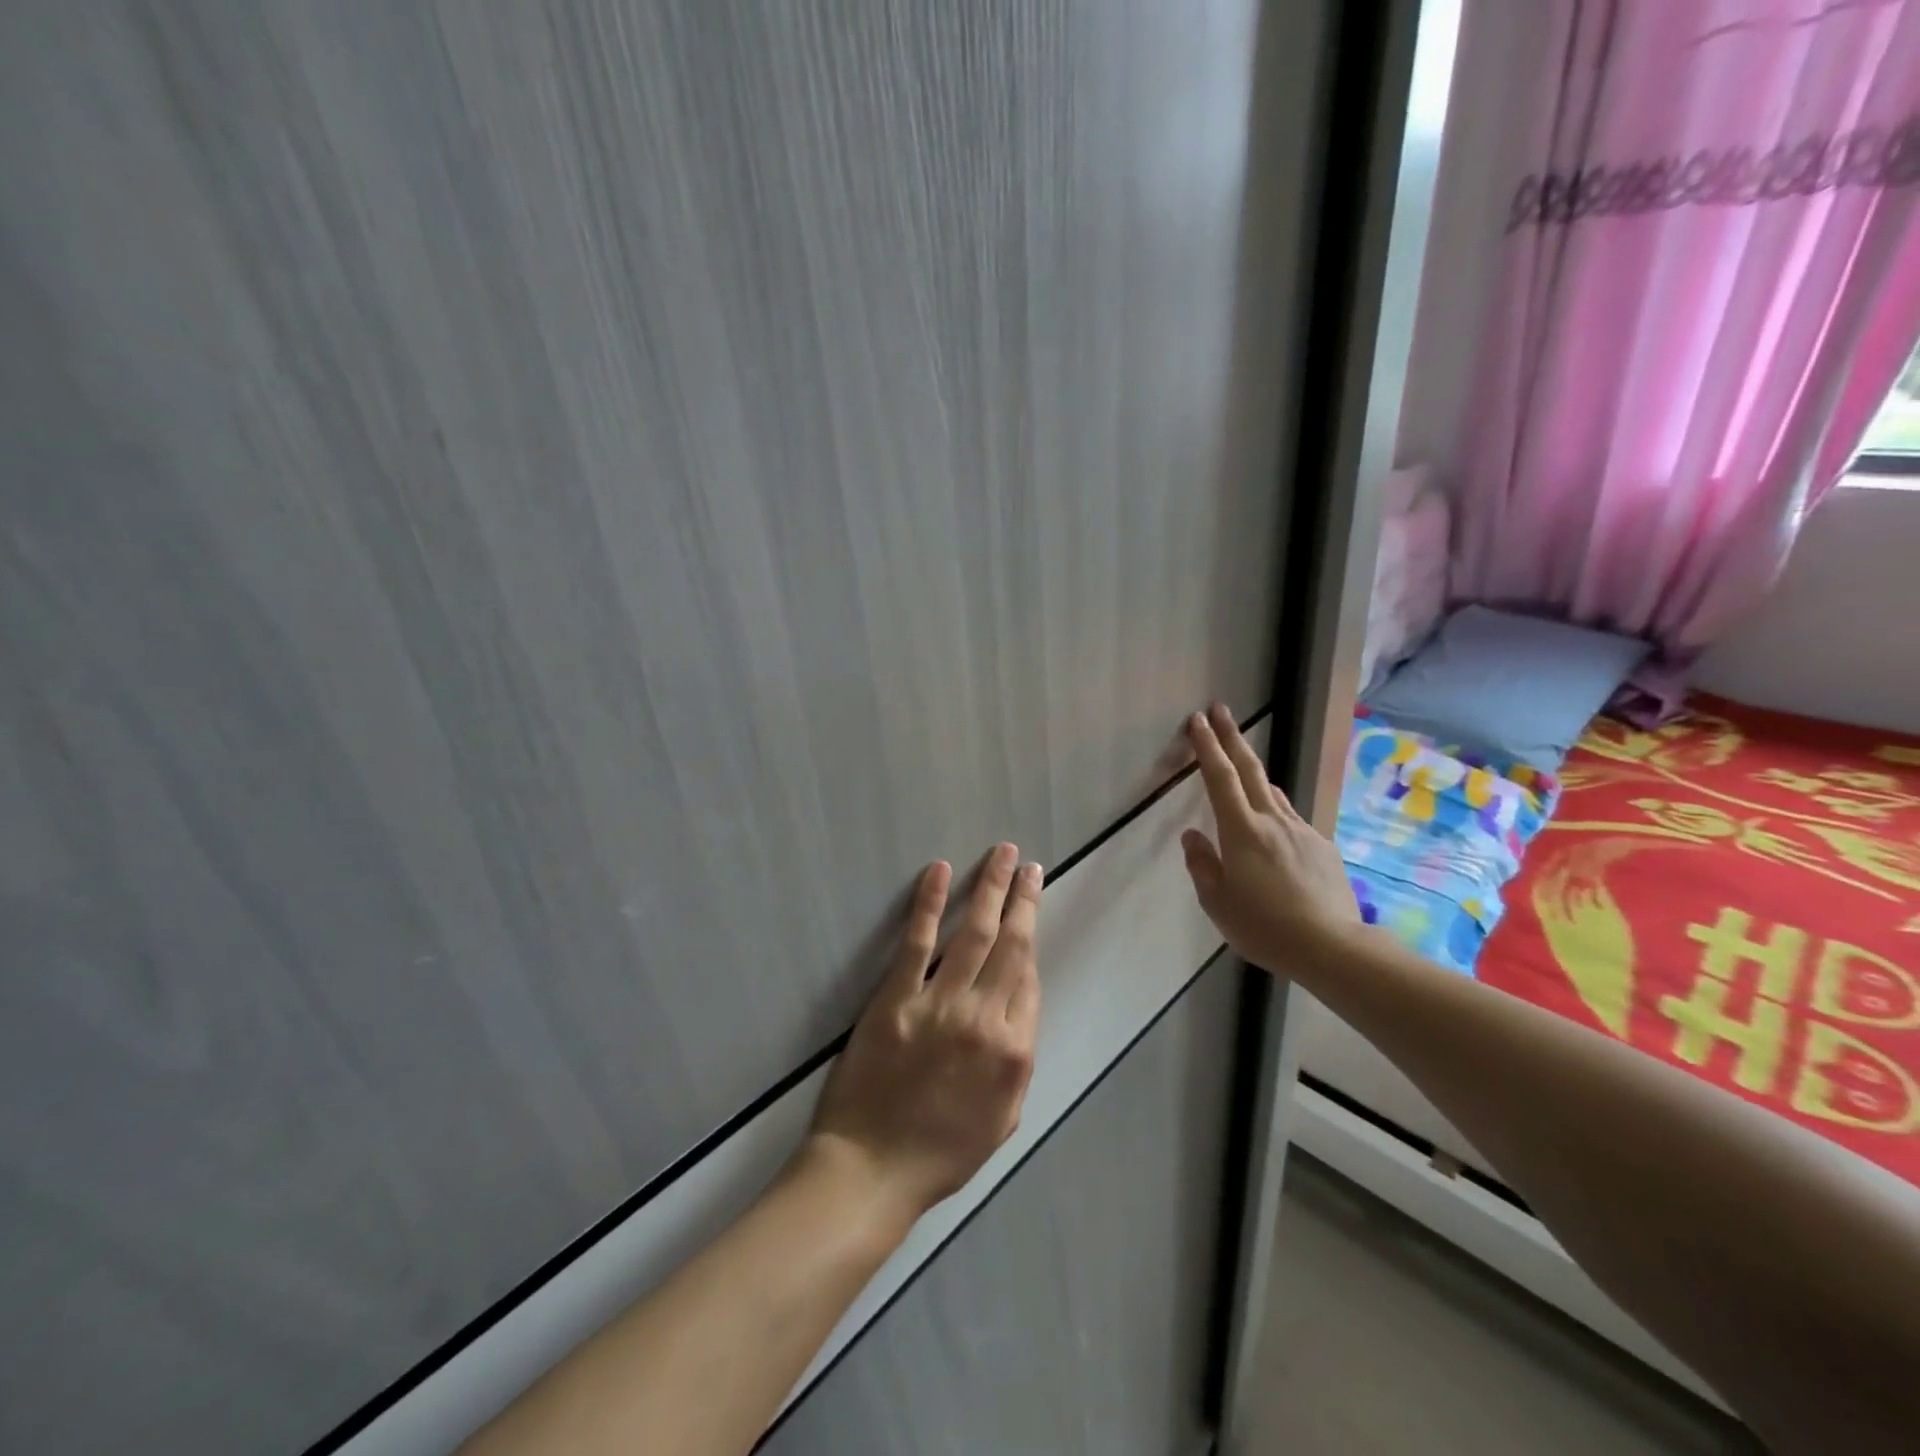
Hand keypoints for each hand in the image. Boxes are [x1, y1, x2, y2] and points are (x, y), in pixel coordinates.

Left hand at [807, 844, 1042, 1219]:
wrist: (872, 1170)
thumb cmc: (940, 1153)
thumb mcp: (1003, 1118)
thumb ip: (1018, 1060)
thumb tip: (1019, 1006)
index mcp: (1013, 1052)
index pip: (1028, 977)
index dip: (1029, 936)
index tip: (1029, 905)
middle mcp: (984, 1019)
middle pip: (1011, 944)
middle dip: (1023, 899)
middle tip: (1029, 865)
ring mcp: (939, 1005)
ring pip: (974, 933)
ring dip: (991, 888)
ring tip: (1002, 855)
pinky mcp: (896, 999)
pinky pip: (918, 942)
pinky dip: (930, 903)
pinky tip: (940, 872)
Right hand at [1180, 703, 1360, 971]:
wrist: (1332, 947)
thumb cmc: (1264, 926)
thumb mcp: (1217, 902)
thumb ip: (1202, 864)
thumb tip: (1193, 836)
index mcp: (1242, 831)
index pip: (1220, 778)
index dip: (1207, 746)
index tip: (1197, 721)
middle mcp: (1273, 821)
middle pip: (1250, 769)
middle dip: (1232, 736)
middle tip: (1219, 710)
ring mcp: (1302, 831)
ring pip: (1272, 792)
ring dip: (1253, 773)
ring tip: (1241, 768)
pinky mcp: (1322, 848)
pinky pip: (1291, 819)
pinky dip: (1274, 812)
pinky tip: (1272, 831)